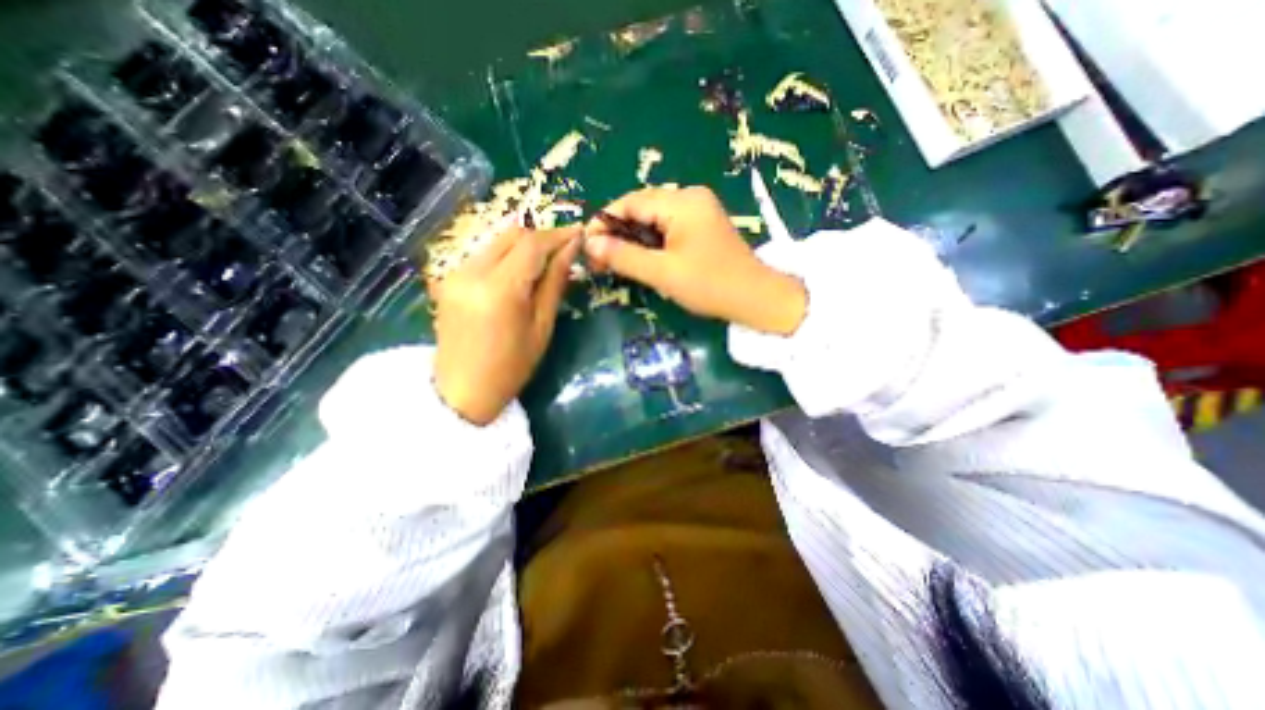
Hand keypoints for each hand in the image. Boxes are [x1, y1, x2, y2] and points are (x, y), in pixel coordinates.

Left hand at [427, 226, 580, 425]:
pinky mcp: (449, 278)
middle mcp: (471, 271)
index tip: (580, 233)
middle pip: (512, 234)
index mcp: (499, 289)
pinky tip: (520, 273)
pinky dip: (506, 256)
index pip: (532, 245)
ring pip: (496, 241)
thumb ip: (555, 283)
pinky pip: (484, 254)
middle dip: (541, 237)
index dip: (558, 235)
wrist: (461, 391)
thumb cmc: (511, 367)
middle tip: (565, 249)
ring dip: (524, 245)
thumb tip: (572, 249)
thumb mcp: (542, 327)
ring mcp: (455, 273)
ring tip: (546, 262)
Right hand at [585, 185, 804, 335]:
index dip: (605, 221)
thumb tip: (590, 242)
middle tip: (599, 258)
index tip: (587, 244)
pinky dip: (651, 242)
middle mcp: (690, 197)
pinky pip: (668, 227)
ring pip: (654, 218)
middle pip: (642, 207)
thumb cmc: (709, 285)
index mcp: (682, 202)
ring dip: (634, 238)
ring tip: (616, 261)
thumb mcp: (662, 272)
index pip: (631, 202)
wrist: (756, 298)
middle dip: (618, 232)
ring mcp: (699, 210)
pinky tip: (642, 258)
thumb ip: (624, 256)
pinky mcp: (703, 225)